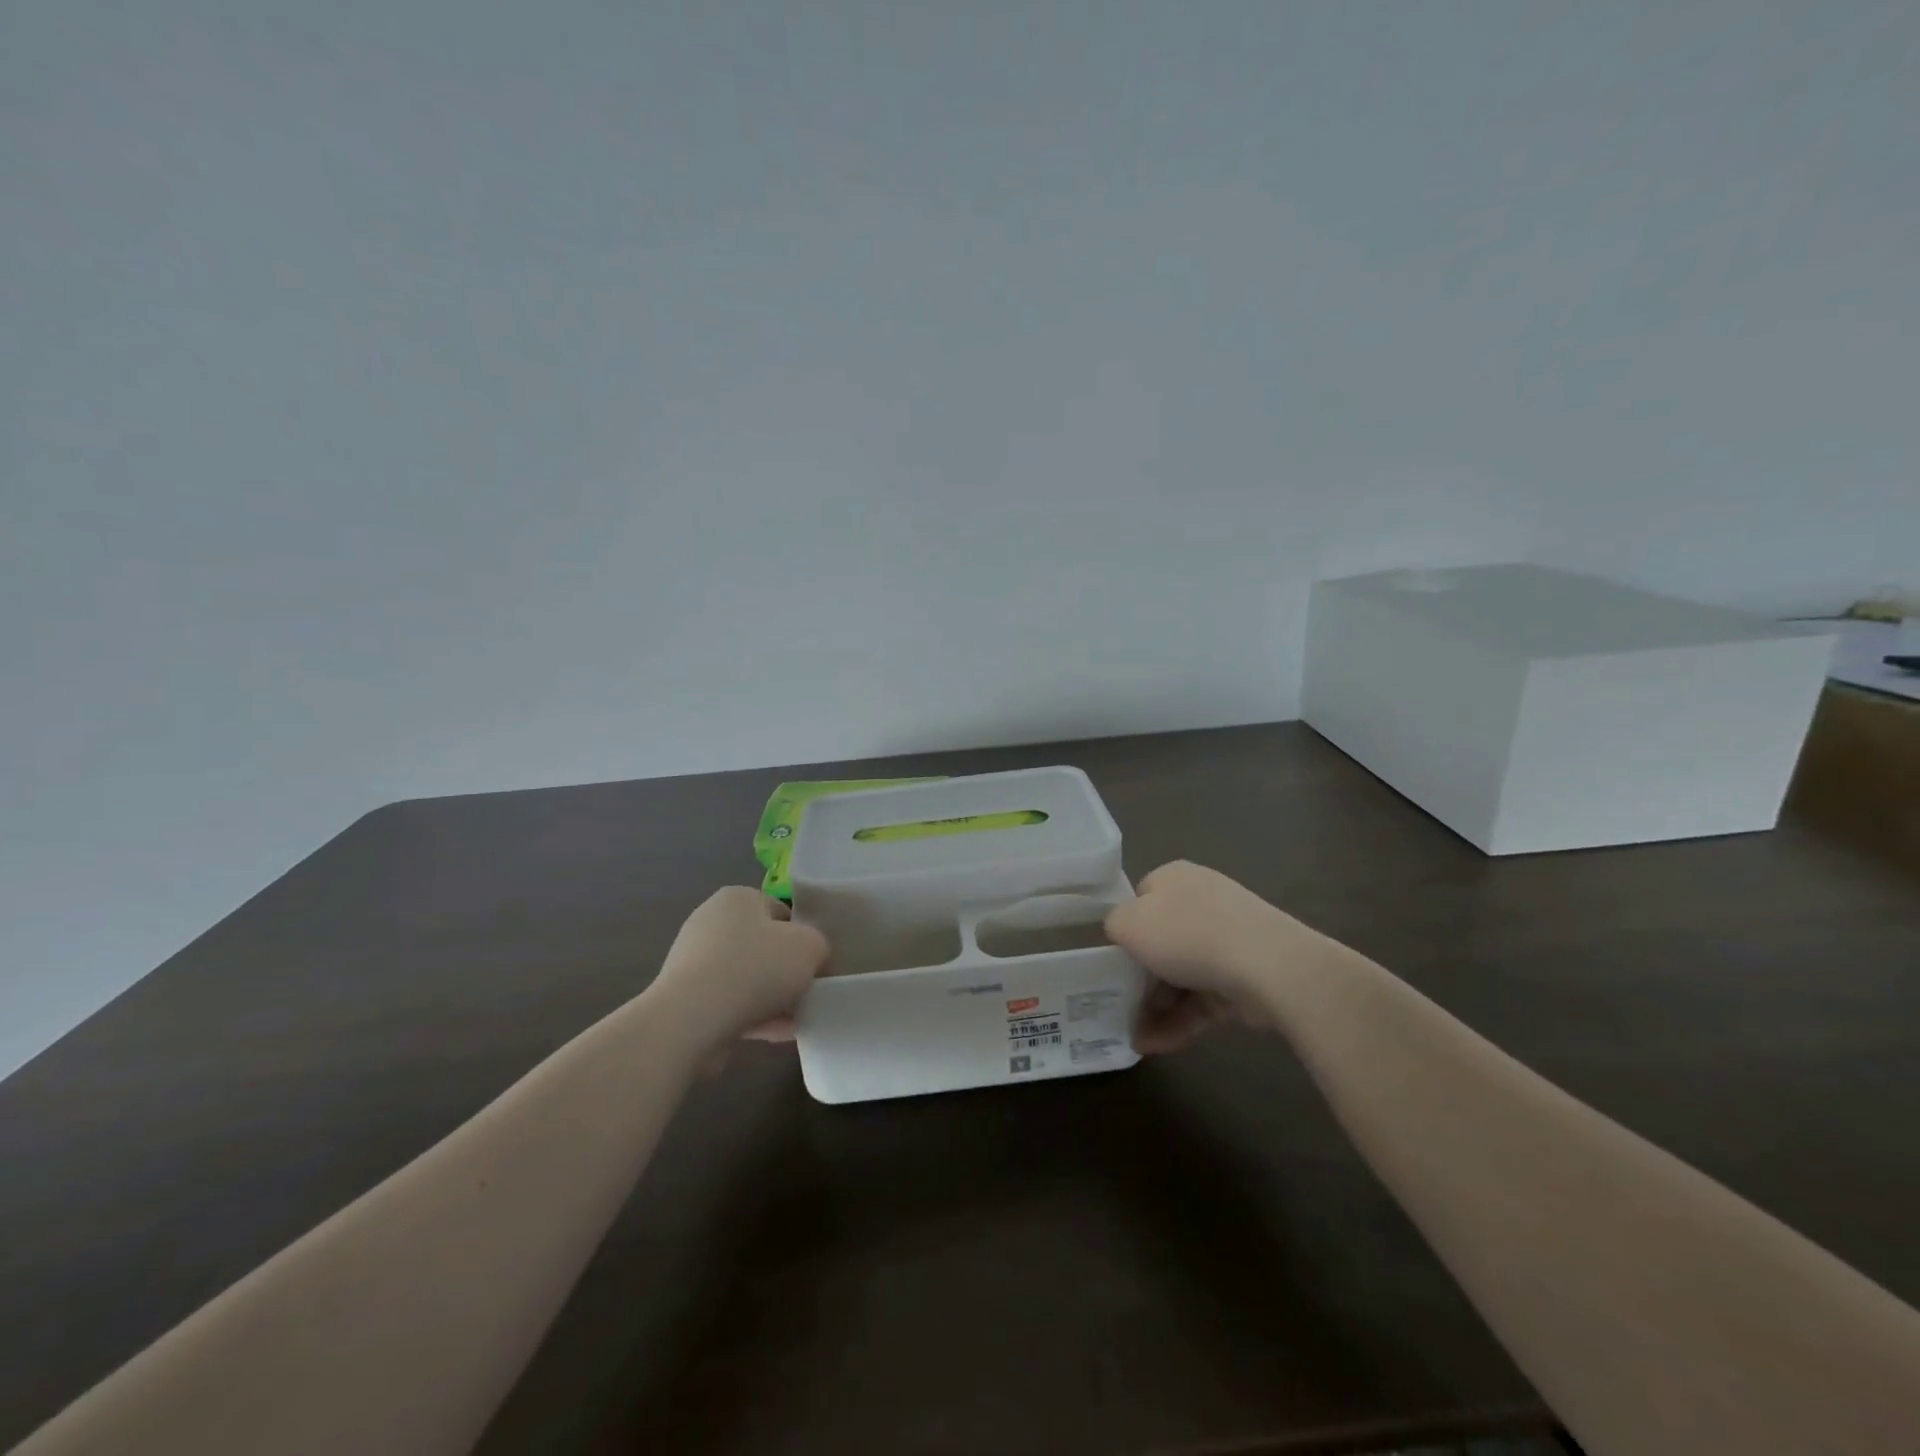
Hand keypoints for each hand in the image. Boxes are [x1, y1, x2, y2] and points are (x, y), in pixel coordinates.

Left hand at [650, 887, 829, 1053]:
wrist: (692, 1020)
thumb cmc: (756, 968)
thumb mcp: (810, 946)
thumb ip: (820, 946)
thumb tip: (814, 961)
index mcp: (737, 898)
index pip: (781, 912)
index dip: (804, 937)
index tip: (817, 964)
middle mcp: (711, 922)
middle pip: (764, 946)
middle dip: (787, 971)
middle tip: (809, 992)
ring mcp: (694, 962)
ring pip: (748, 978)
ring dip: (774, 998)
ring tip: (799, 1020)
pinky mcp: (686, 999)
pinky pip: (731, 1003)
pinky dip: (755, 1016)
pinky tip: (780, 1035)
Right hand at [1104, 861, 1320, 1053]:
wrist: (1267, 965)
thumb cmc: (1187, 934)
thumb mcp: (1127, 923)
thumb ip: (1114, 926)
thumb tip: (1123, 933)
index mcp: (1174, 878)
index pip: (1141, 900)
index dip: (1125, 930)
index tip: (1113, 960)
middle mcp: (1202, 902)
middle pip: (1162, 942)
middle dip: (1140, 979)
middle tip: (1119, 1006)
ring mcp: (1228, 941)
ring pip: (1182, 976)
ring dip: (1156, 1008)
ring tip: (1134, 1039)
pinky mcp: (1245, 978)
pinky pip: (1204, 1000)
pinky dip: (1180, 1022)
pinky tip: (1157, 1046)